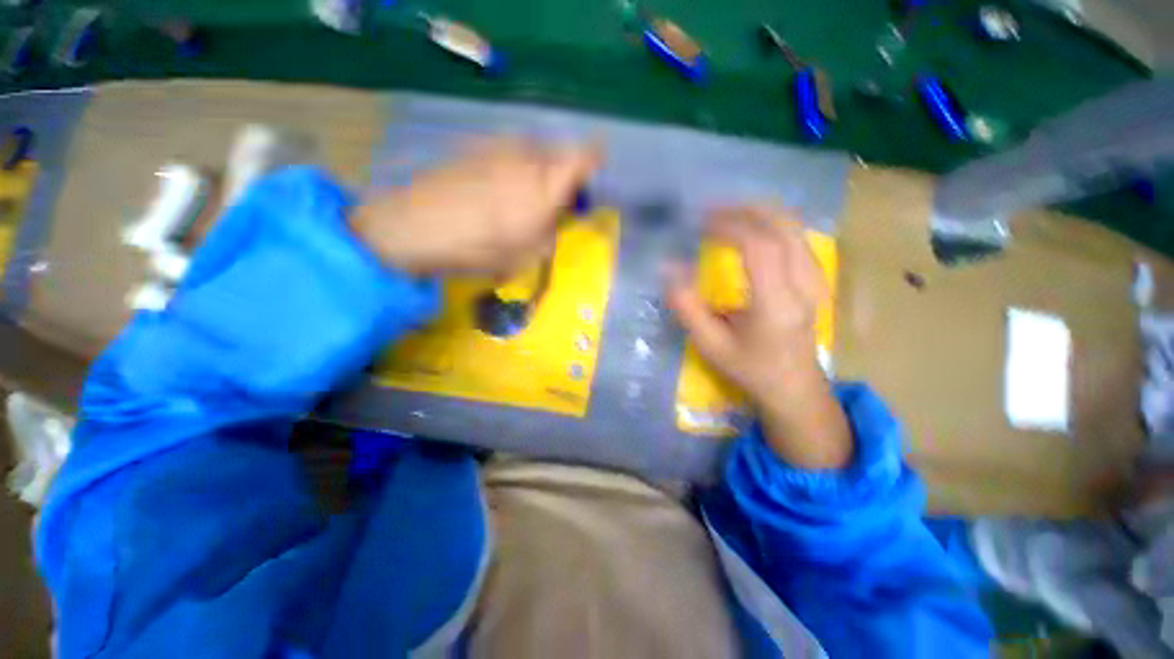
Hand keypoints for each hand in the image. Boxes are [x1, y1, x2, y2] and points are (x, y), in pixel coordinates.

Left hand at [350, 138, 600, 274]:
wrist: (417, 226)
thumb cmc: (479, 248)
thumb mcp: (525, 256)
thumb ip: (547, 235)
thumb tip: (552, 222)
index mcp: (546, 186)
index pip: (583, 159)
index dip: (593, 160)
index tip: (594, 169)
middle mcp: (528, 158)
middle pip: (558, 154)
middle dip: (562, 174)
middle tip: (554, 198)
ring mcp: (500, 148)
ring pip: (532, 152)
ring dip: (537, 169)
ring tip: (523, 195)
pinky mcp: (476, 148)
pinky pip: (508, 152)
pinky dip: (513, 166)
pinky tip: (495, 188)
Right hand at [666, 207, 851, 468]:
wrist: (793, 386)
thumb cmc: (749, 367)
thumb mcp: (710, 344)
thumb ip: (687, 305)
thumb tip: (668, 266)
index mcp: (776, 303)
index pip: (759, 247)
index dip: (728, 227)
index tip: (699, 223)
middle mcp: (803, 284)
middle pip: (783, 227)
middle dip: (744, 210)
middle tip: (711, 210)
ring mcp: (815, 279)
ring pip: (794, 227)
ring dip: (759, 213)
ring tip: (726, 214)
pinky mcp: (815, 278)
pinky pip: (796, 237)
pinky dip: (771, 223)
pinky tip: (751, 227)